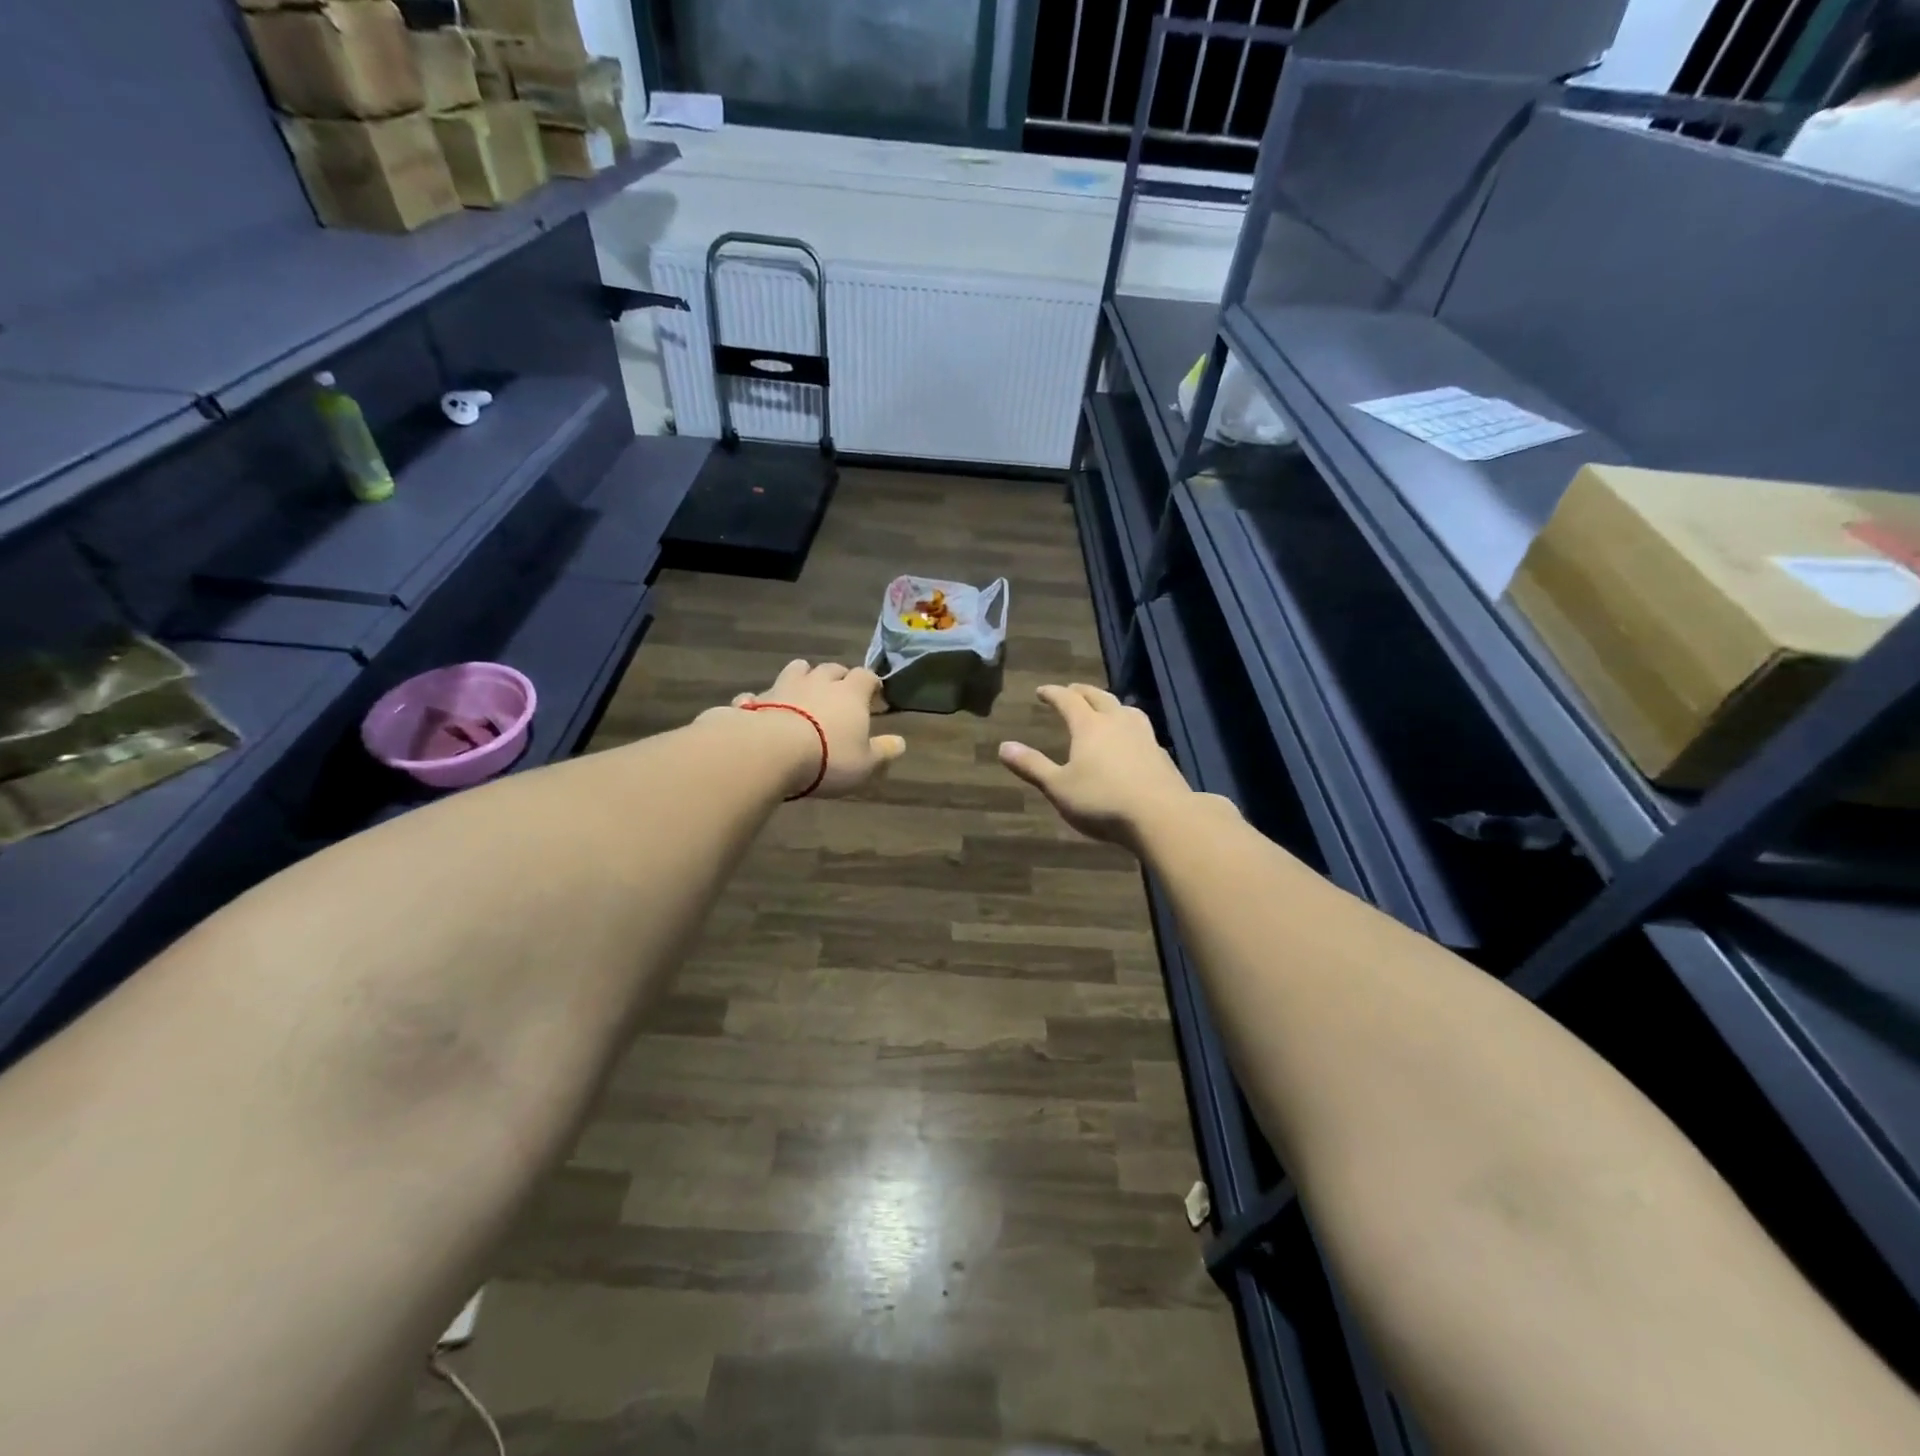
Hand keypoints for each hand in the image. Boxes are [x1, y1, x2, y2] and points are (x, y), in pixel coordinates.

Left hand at [704, 659, 905, 798]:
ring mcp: (785, 686)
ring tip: (804, 692)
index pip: (866, 676)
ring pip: (797, 669)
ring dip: (803, 677)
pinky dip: (764, 700)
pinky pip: (761, 694)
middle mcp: (819, 681)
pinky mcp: (757, 699)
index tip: (874, 695)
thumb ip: (882, 751)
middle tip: (840, 693)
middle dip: (838, 677)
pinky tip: (763, 709)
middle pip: (832, 668)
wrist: (771, 751)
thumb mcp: (865, 763)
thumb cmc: (828, 758)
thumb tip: (900, 742)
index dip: (872, 684)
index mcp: (850, 693)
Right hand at [999, 683, 1195, 849]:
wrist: (1161, 816)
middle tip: (1071, 690)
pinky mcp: (1161, 754)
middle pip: (1099, 697)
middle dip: (1082, 692)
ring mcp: (1144, 736)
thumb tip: (1004, 746)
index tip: (1041, 691)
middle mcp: (1117, 722)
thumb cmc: (1102, 800)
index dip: (1053, 693)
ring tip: (1105, 709)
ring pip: (1125, 709)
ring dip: (1111, 704)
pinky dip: (1129, 726)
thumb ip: (1032, 766)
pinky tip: (1130, 740)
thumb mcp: (1058, 787)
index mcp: (1089, 726)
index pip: (1068, 700)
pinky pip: (1141, 729)